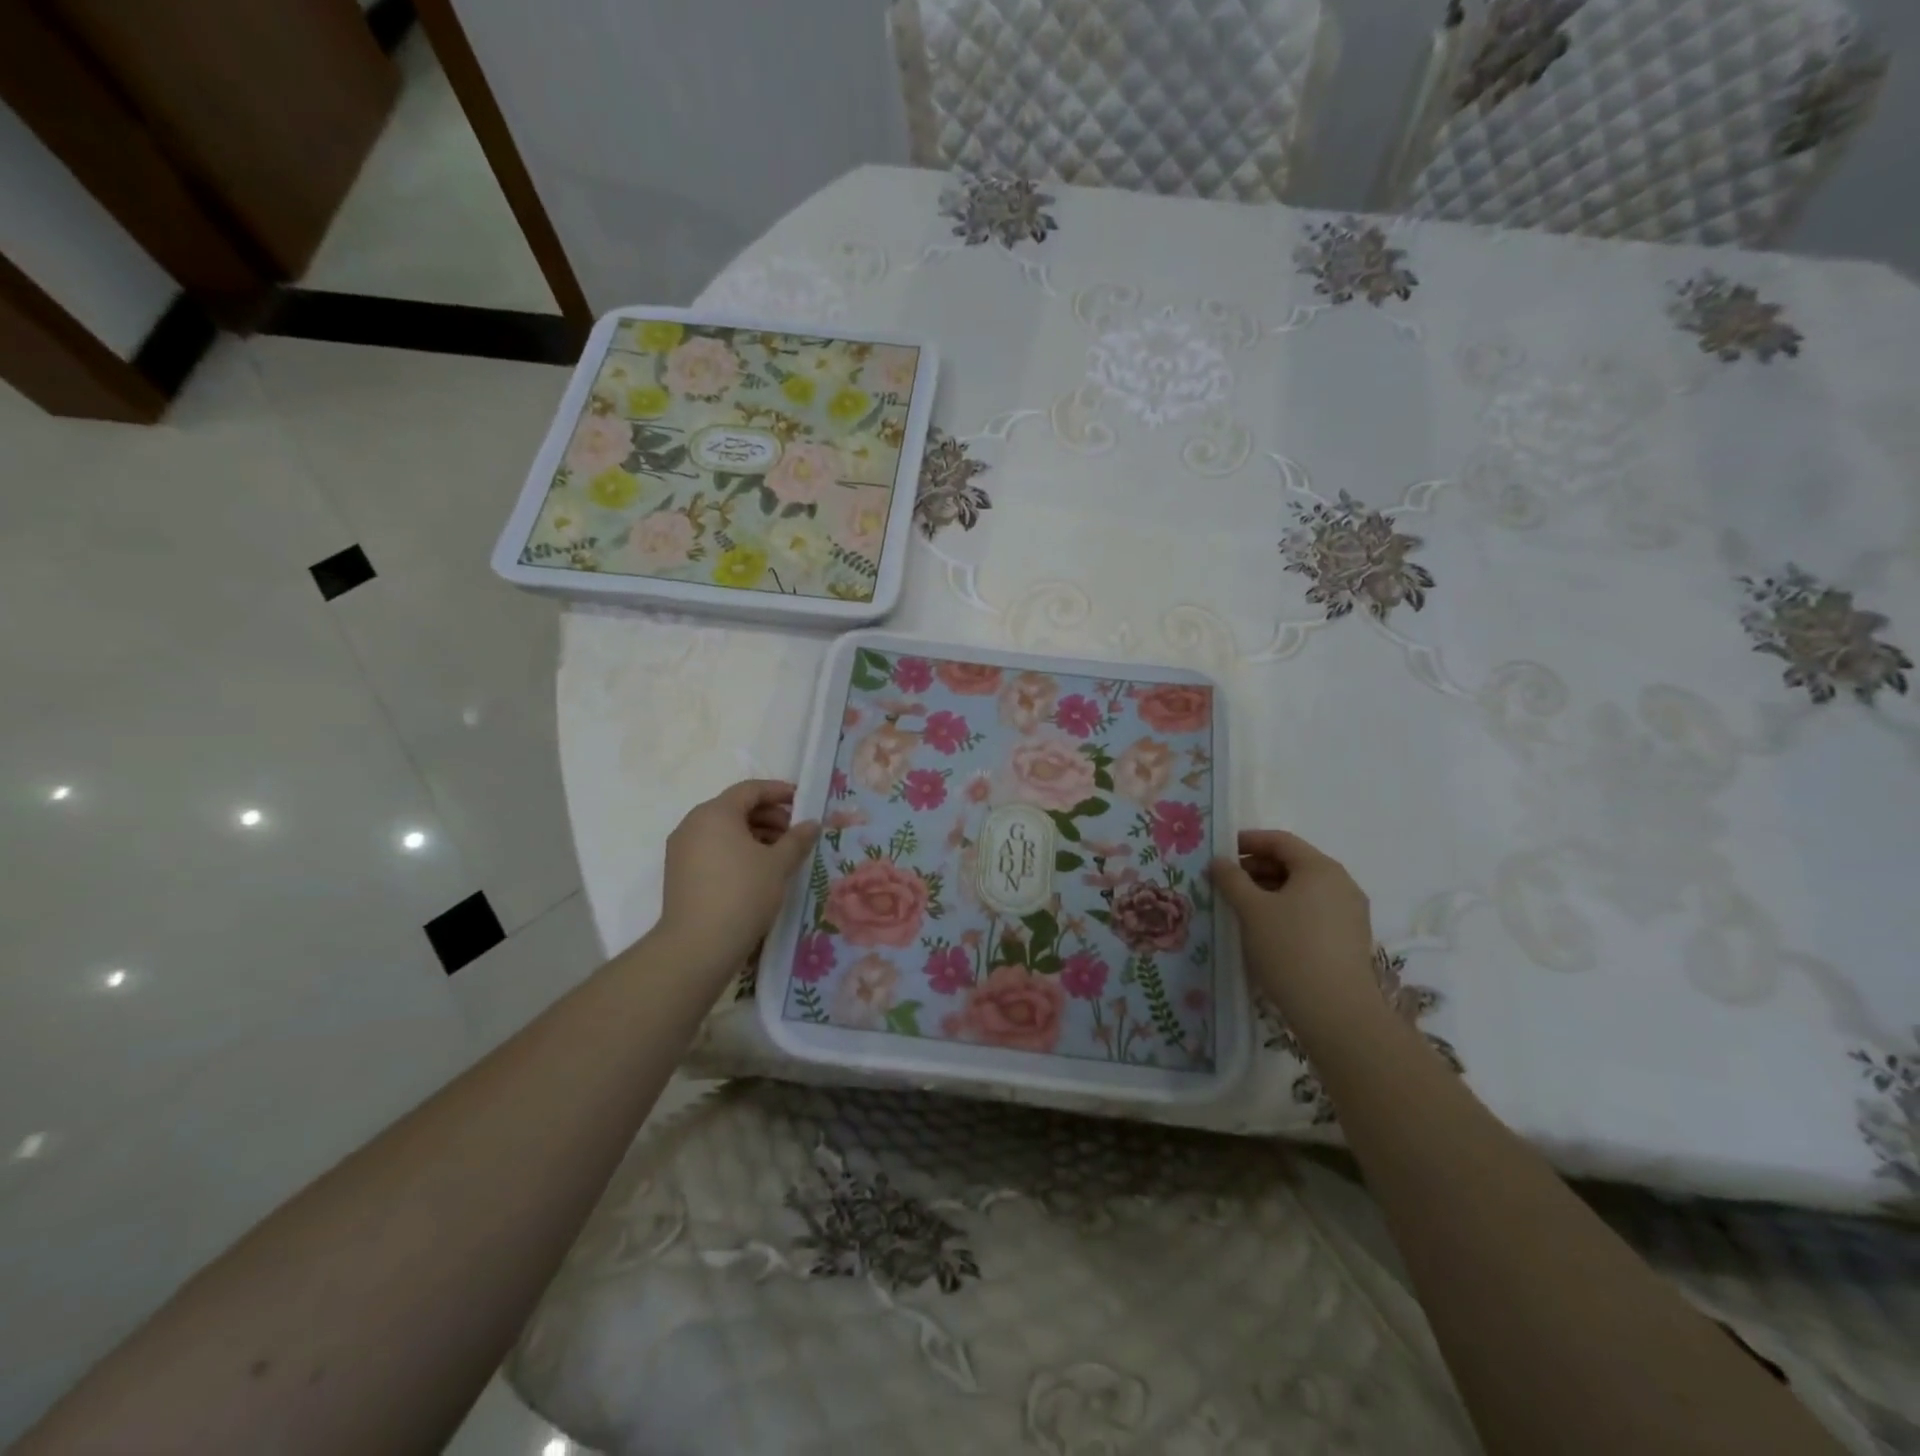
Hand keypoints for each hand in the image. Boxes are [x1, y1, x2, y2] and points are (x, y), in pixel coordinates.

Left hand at [657, 780, 819, 976]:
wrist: (698, 945)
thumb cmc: (743, 893)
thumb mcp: (778, 864)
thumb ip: (797, 839)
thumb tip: (811, 823)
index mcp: (716, 812)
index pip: (750, 790)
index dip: (779, 792)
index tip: (802, 801)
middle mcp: (693, 823)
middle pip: (735, 808)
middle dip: (768, 816)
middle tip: (794, 833)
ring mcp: (682, 848)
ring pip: (723, 830)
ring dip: (754, 834)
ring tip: (779, 854)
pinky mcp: (679, 872)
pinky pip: (712, 848)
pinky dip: (736, 850)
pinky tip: (756, 870)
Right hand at [1210, 830, 1377, 1018]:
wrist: (1335, 1011)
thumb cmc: (1289, 948)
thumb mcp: (1251, 909)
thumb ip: (1231, 879)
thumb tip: (1219, 862)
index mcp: (1320, 868)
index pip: (1280, 841)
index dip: (1248, 842)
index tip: (1221, 852)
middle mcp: (1341, 883)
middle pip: (1294, 863)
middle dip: (1257, 868)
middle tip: (1226, 882)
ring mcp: (1350, 912)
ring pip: (1303, 889)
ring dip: (1270, 890)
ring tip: (1241, 906)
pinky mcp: (1349, 938)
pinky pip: (1313, 910)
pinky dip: (1288, 909)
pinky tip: (1266, 928)